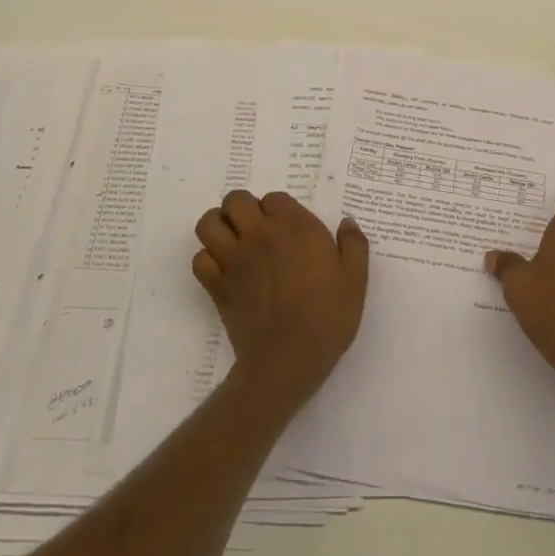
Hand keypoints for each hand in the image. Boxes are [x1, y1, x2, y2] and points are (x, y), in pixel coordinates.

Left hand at [192, 190, 369, 405]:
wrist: (290, 357)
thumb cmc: (328, 315)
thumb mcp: (355, 278)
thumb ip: (353, 244)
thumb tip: (346, 223)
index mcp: (294, 227)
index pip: (273, 198)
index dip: (278, 209)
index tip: (288, 228)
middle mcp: (259, 235)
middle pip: (235, 201)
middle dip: (243, 208)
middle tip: (256, 228)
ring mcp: (234, 259)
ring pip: (208, 223)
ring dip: (218, 226)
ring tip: (233, 241)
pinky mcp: (217, 286)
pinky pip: (199, 259)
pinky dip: (208, 260)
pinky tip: (224, 270)